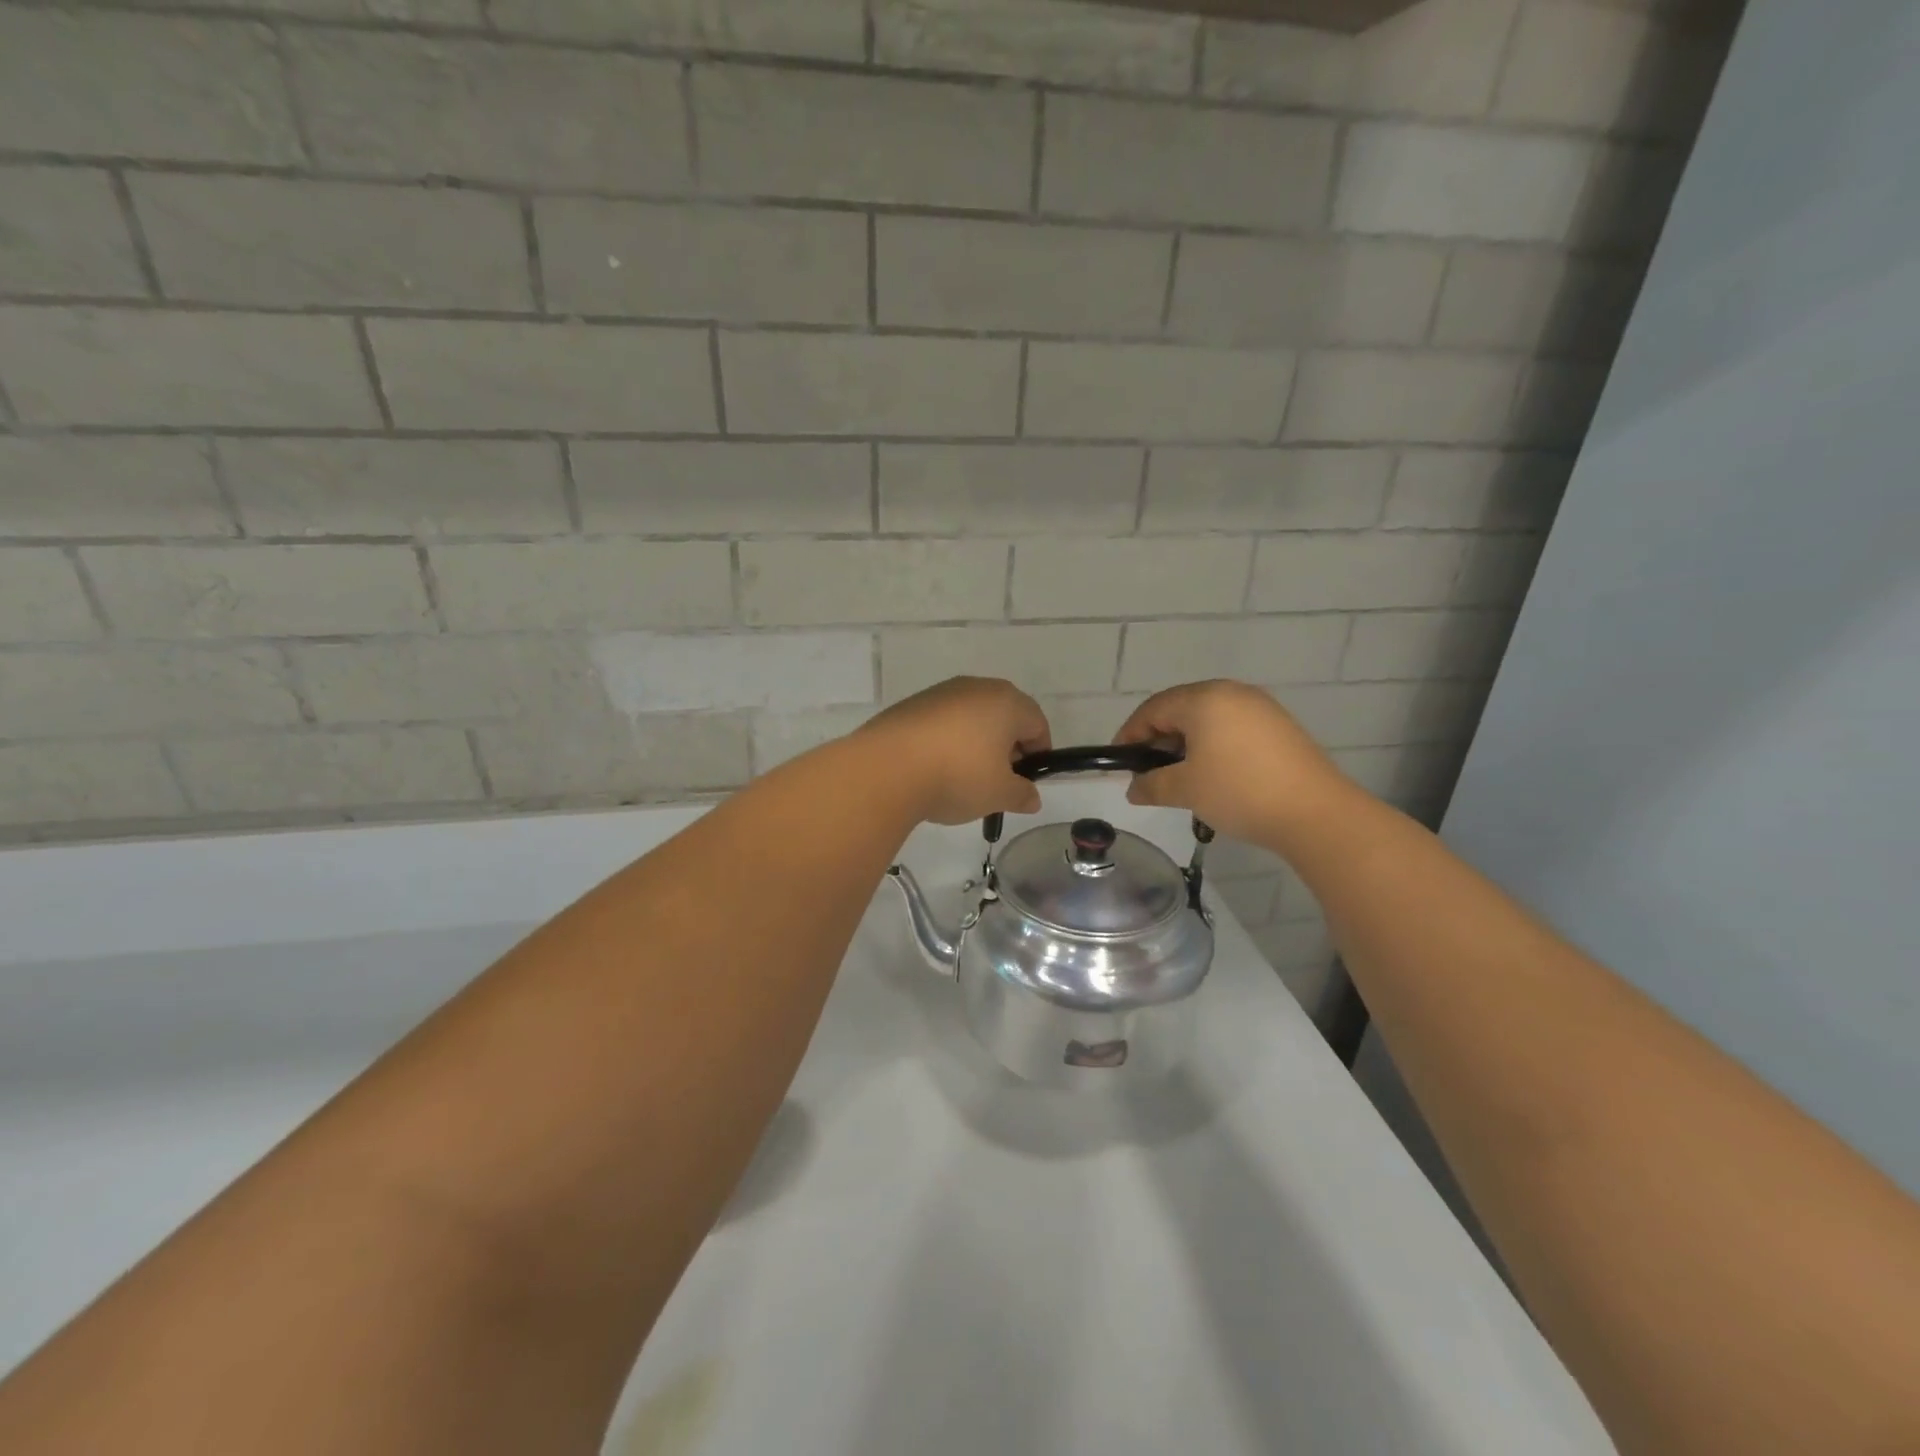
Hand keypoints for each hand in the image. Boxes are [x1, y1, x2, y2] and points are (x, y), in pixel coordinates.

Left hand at [856, 677, 1050, 824]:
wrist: (887, 768)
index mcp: (1007, 702)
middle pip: (1004, 715)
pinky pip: (942, 721)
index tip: (1026, 781)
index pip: (1037, 723)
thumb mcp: (998, 794)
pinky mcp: (911, 704)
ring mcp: (941, 692)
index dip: (1038, 753)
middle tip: (997, 780)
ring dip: (975, 742)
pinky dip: (946, 740)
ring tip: (962, 777)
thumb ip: (1021, 794)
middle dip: (1007, 746)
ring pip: (971, 716)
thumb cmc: (957, 776)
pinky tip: (933, 768)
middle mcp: (976, 688)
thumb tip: (1031, 797)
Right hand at [1113, 680, 1350, 846]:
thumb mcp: (1185, 790)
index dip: (1130, 734)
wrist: (1315, 813)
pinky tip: (1212, 773)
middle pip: (1180, 709)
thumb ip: (1151, 784)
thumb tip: (1133, 788)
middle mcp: (1231, 692)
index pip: (1153, 708)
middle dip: (1157, 738)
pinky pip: (1231, 727)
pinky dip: (1212, 745)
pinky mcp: (1279, 726)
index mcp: (1204, 699)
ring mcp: (1260, 707)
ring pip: (1207, 718)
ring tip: (1178, 775)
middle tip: (1146, 770)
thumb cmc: (1239, 792)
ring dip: (1185, 743)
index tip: (1118, 762)